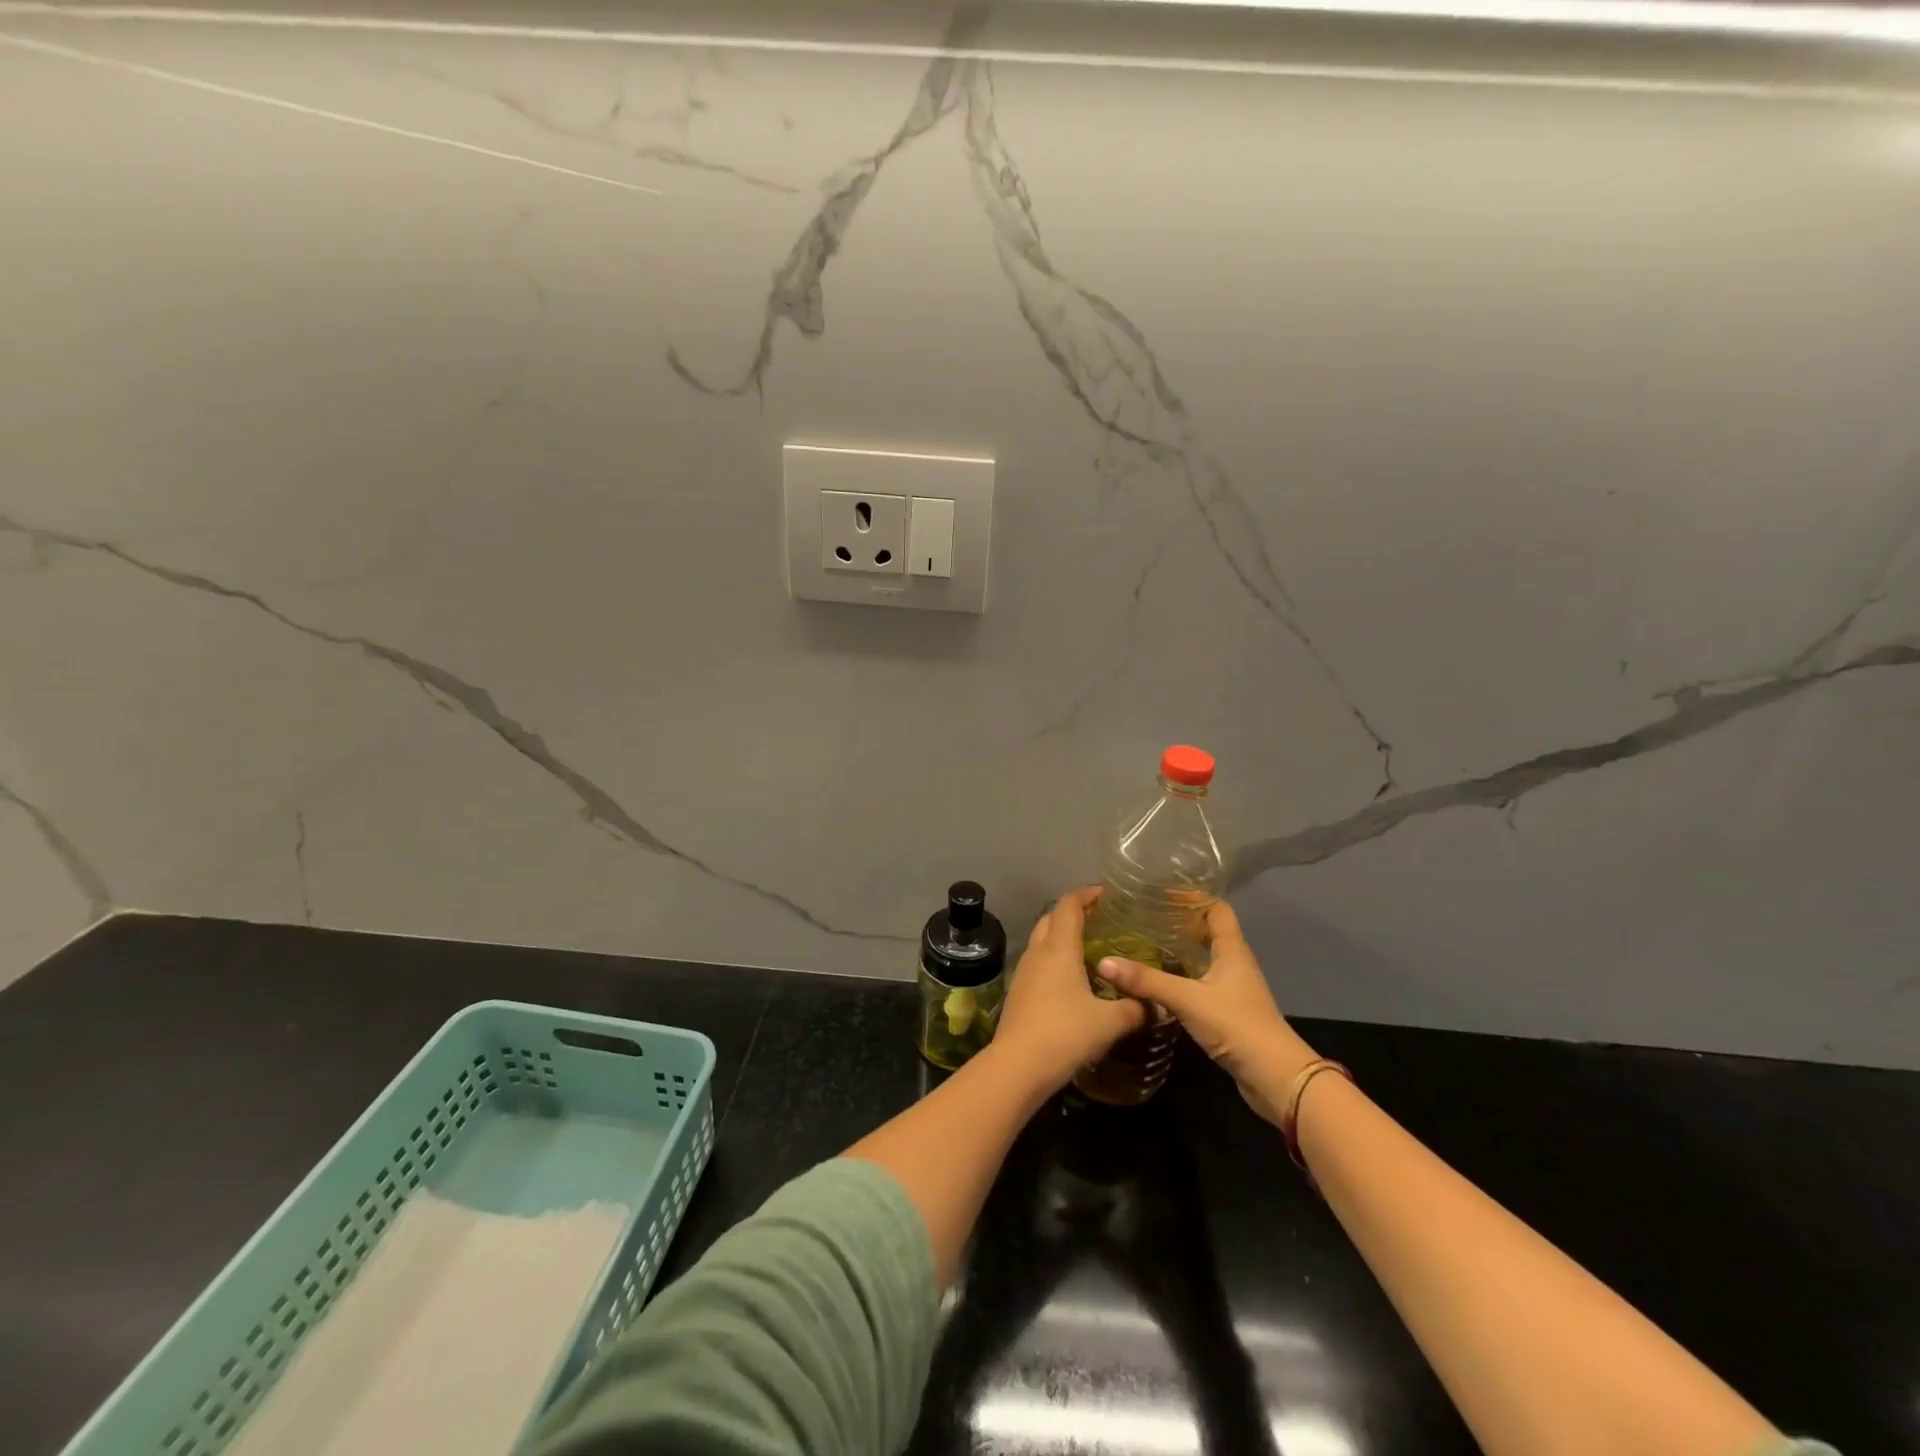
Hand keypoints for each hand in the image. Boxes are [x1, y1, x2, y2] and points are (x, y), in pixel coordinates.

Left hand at [992, 887, 1146, 1093]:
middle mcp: (1038, 952)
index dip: (1087, 894)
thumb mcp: (1109, 1022)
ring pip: (1042, 940)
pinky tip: (1072, 981)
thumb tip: (1157, 1006)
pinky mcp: (1018, 992)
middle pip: (1051, 918)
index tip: (1107, 894)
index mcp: (1059, 947)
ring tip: (1089, 950)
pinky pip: (1038, 964)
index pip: (1069, 904)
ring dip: (1061, 937)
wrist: (1017, 1065)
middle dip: (1074, 913)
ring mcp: (1024, 972)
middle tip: (1100, 921)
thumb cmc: (1065, 1033)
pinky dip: (1054, 960)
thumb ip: (1135, 1009)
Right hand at [1096, 899, 1316, 1123]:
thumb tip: (1104, 962)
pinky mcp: (1228, 1012)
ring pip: (1204, 959)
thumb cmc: (1237, 1026)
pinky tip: (1157, 983)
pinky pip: (1200, 983)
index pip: (1216, 909)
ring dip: (1179, 951)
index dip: (1193, 898)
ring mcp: (1233, 989)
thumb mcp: (1188, 999)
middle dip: (1180, 923)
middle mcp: (1235, 964)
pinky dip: (1180, 977)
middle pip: (1209, 932)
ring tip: (1144, 945)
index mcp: (1232, 950)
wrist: (1275, 1077)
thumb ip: (1147, 981)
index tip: (1161, 893)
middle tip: (1145, 918)